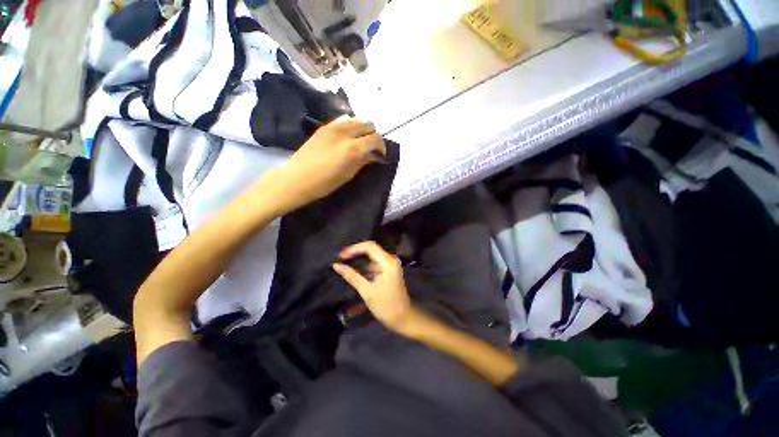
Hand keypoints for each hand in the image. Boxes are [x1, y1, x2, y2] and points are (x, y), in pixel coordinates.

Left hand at [273, 117, 385, 212]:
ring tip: (359, 142)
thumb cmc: (325, 183)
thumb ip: (363, 161)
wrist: (297, 178)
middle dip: (373, 136)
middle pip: (368, 124)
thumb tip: (374, 155)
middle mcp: (345, 132)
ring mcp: (333, 126)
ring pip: (357, 119)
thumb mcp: (349, 174)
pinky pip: (344, 120)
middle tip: (370, 148)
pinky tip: (347, 137)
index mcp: (353, 148)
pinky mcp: (324, 127)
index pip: (375, 139)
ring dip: (362, 129)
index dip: (381, 146)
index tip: (380, 155)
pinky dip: (351, 126)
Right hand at [332, 241, 413, 332]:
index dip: (354, 248)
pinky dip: (364, 267)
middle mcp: (390, 259)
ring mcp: (390, 265)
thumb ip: (351, 276)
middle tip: (340, 259)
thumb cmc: (385, 305)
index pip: (369, 246)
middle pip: (370, 249)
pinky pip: (374, 264)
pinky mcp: (388, 271)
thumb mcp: (366, 290)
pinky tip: (353, 271)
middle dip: (355, 253)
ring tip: (343, 264)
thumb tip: (336, 265)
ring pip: (371, 257)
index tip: (340, 255)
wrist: (402, 318)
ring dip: (358, 260)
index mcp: (387, 261)